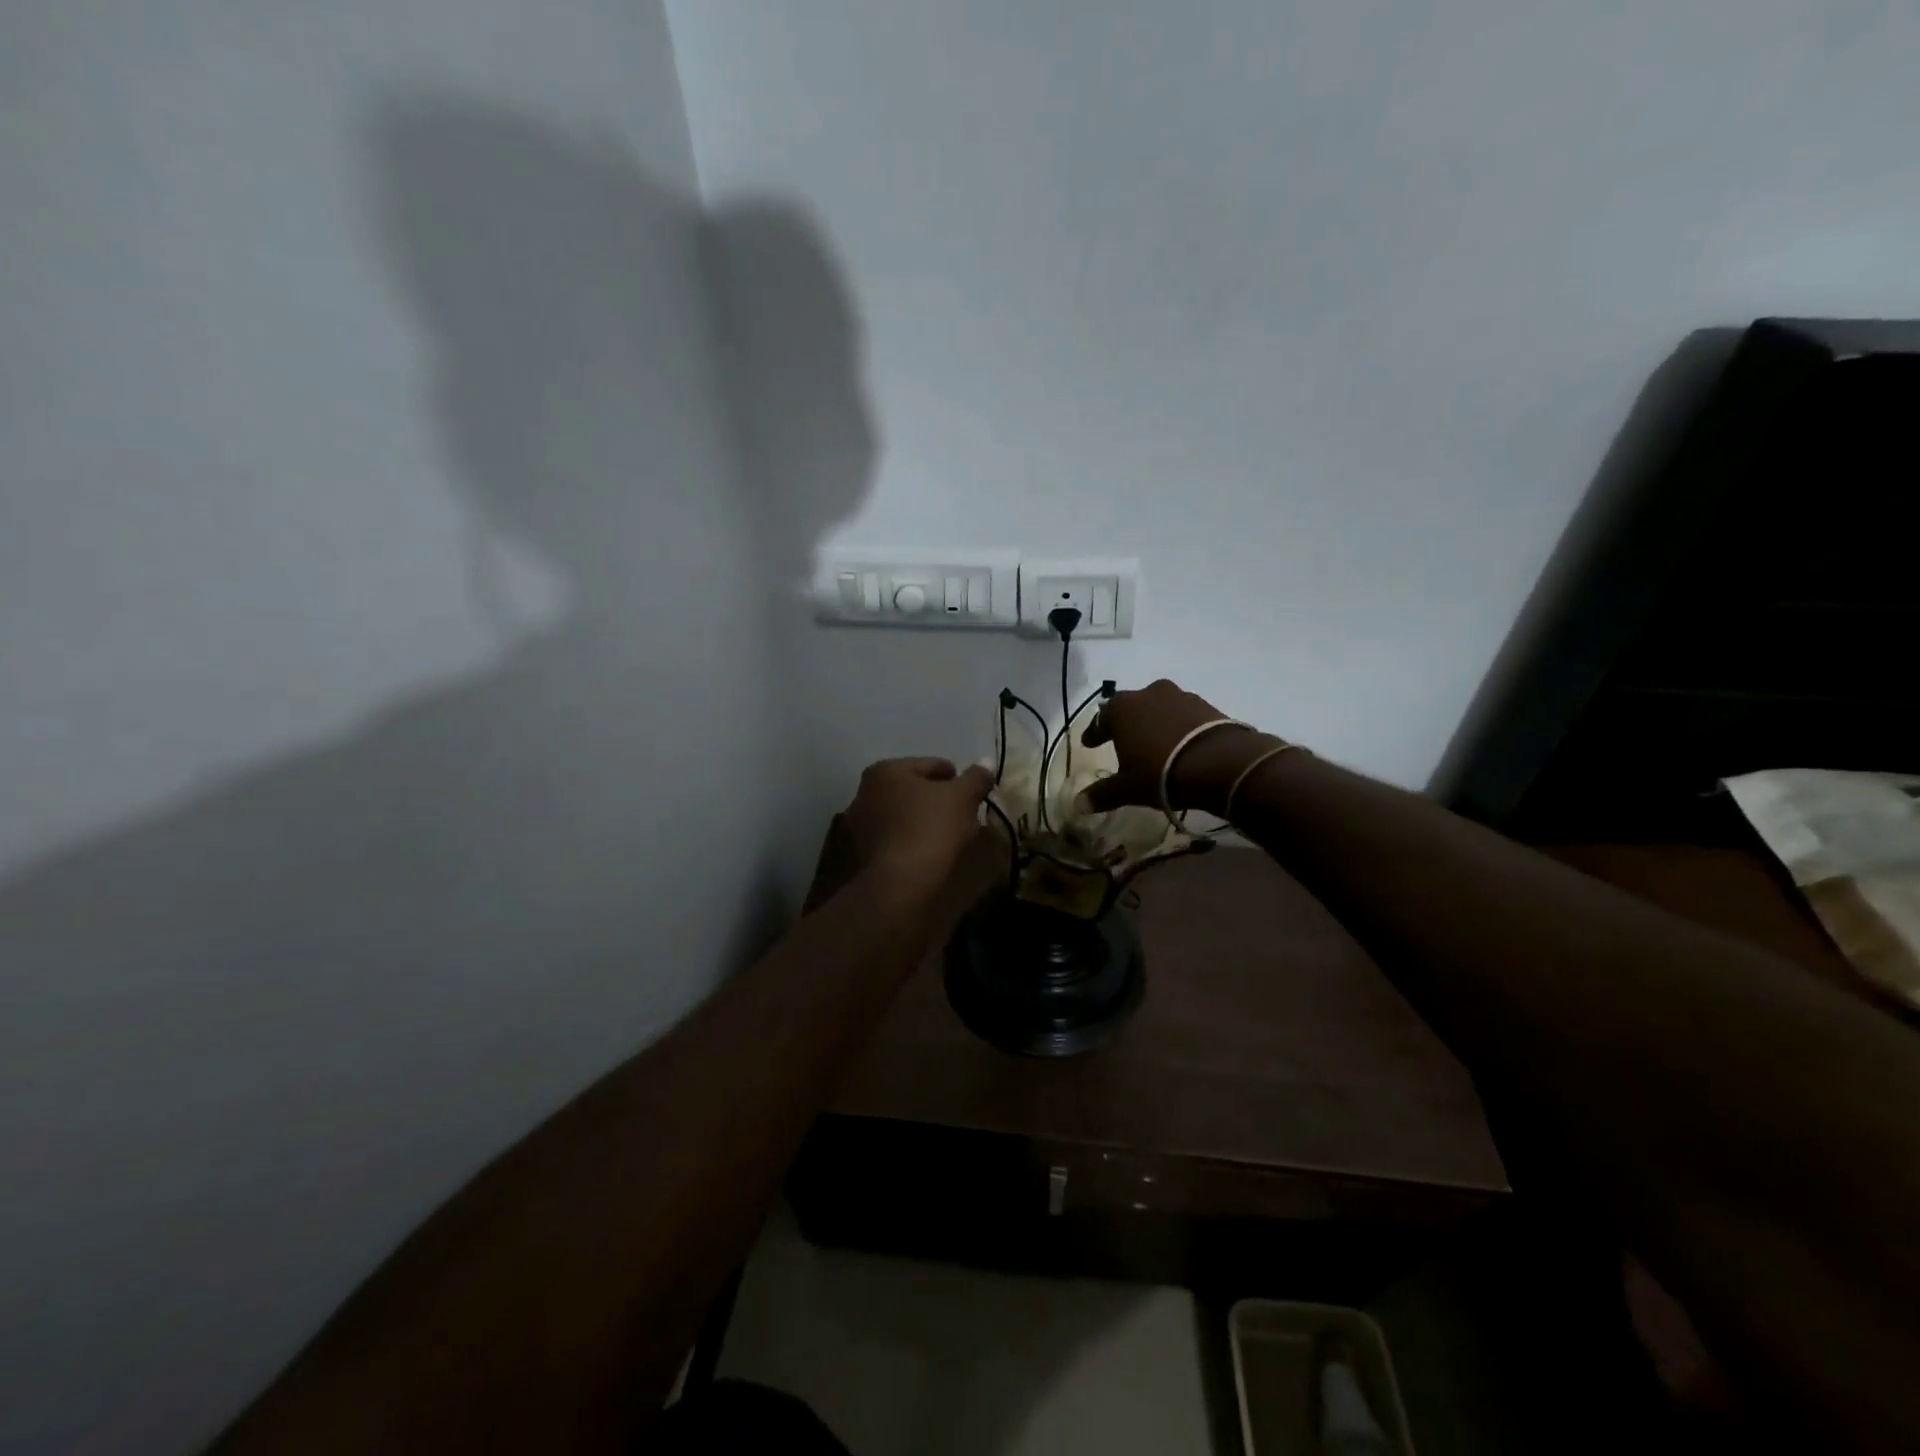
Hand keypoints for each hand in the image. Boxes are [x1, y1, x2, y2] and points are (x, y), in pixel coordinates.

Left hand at [842, 757, 994, 887]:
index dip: (955, 777)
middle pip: (912, 789)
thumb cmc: (931, 827)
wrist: (901, 881)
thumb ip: (976, 777)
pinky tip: (928, 849)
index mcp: (886, 770)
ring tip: (947, 833)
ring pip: (901, 813)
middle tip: (961, 812)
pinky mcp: (862, 851)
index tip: (971, 792)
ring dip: (921, 818)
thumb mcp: (962, 797)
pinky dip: (910, 838)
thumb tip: (986, 762)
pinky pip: (894, 836)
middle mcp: (865, 791)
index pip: (930, 765)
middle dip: (935, 798)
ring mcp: (859, 823)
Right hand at [1080, 679, 1275, 814]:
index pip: (1100, 719)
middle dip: (1125, 723)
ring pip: (1159, 708)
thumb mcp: (1127, 788)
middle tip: (1122, 740)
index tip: (1090, 743)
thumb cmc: (1160, 773)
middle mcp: (1148, 694)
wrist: (1220, 764)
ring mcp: (1180, 696)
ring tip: (1155, 744)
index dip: (1094, 733)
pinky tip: (1181, 744)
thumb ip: (1102, 794)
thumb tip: (1078, 804)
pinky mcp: (1207, 705)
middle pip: (1130, 708)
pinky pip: (1184, 715)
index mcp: (1121, 709)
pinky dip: (1178, 727)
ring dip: (1154, 723)